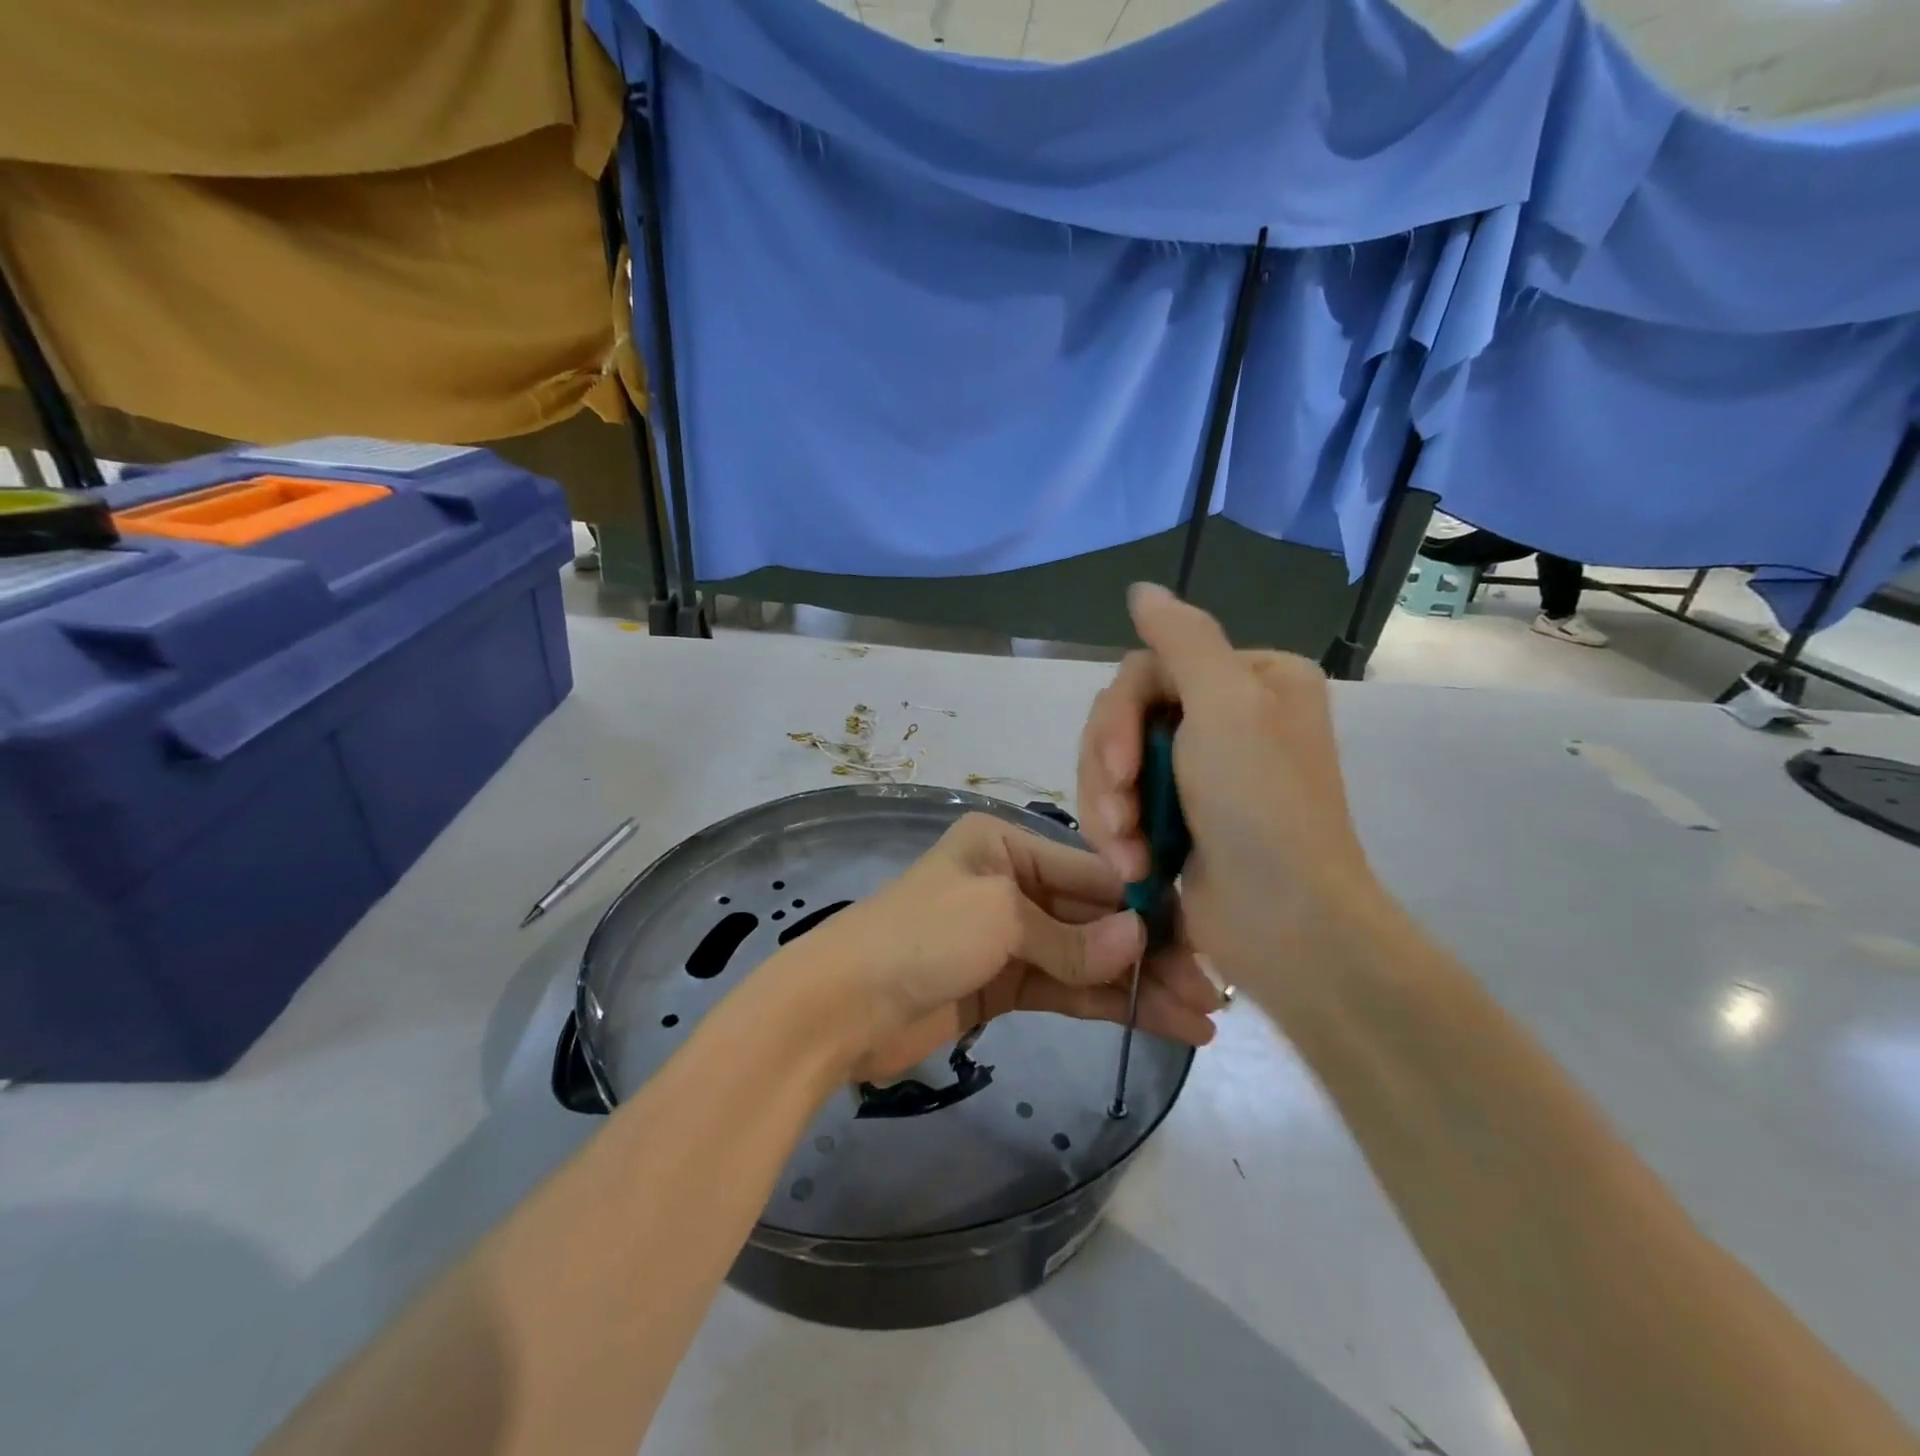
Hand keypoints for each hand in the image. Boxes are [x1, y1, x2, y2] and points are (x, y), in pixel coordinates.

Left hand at [770, 812, 1221, 1081]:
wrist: (840, 1006)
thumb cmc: (919, 937)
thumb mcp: (998, 918)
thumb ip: (1072, 937)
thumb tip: (1139, 946)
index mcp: (1006, 845)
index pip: (1093, 871)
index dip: (1146, 907)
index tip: (1199, 939)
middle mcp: (1012, 883)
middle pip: (1095, 916)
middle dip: (1151, 952)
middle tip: (1211, 990)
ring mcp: (1009, 937)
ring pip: (1087, 958)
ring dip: (1139, 986)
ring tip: (1202, 1018)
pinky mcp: (1003, 985)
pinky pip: (1066, 988)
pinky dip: (1108, 1004)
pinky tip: (1158, 1022)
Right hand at [1076, 584, 1383, 992]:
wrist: (1285, 925)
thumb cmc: (1261, 806)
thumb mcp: (1227, 705)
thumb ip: (1182, 637)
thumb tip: (1141, 588)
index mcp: (1250, 679)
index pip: (1148, 669)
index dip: (1119, 719)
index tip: (1121, 769)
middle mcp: (1226, 717)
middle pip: (1124, 717)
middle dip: (1110, 771)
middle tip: (1120, 817)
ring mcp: (1199, 771)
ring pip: (1112, 763)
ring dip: (1109, 808)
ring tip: (1129, 855)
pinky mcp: (1176, 817)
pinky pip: (1119, 803)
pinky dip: (1117, 833)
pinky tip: (1134, 865)